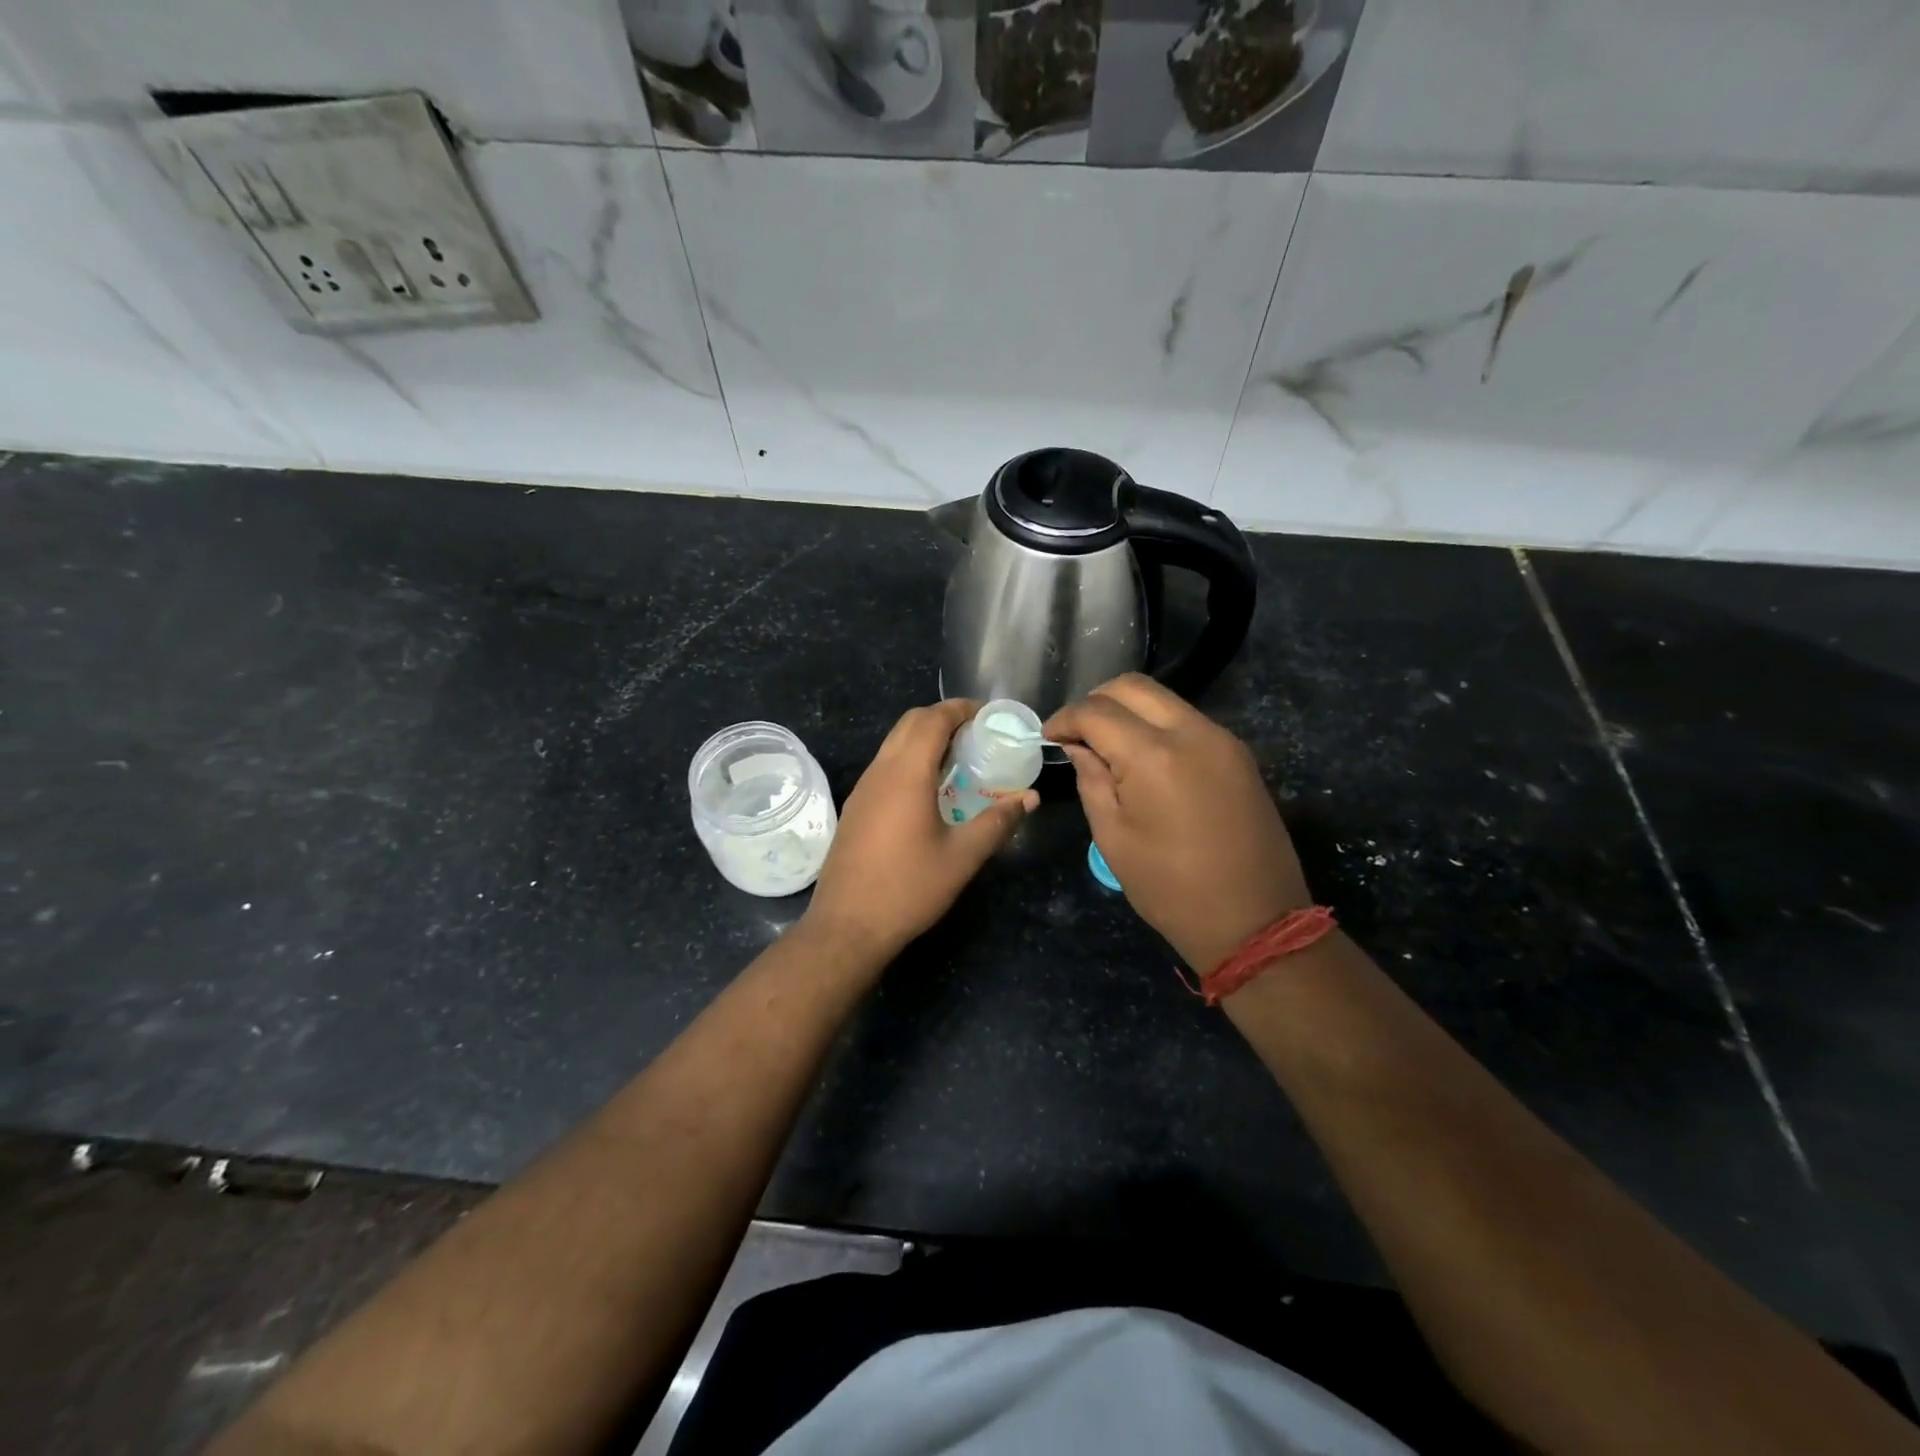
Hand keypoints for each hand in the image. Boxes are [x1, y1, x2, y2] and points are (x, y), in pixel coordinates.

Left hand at [804, 700, 1036, 964]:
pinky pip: (885, 765)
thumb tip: (1029, 798)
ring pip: (893, 743)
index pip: (932, 719)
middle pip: (910, 723)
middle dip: (943, 717)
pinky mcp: (856, 807)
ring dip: (924, 738)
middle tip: (977, 733)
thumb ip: (998, 822)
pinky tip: (930, 788)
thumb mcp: (962, 857)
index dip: (961, 709)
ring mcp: (863, 788)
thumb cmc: (909, 888)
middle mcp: (880, 771)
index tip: (988, 715)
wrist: (847, 926)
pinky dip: (910, 758)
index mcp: (906, 774)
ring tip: (959, 757)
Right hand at [1045, 674, 1310, 973]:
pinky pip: (1187, 721)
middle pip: (1133, 687)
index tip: (1048, 737)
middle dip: (1096, 701)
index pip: (1097, 711)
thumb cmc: (1171, 888)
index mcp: (1154, 756)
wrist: (1256, 920)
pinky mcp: (1238, 754)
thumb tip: (1079, 747)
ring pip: (1164, 699)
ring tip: (1106, 745)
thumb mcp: (1114, 838)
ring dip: (1128, 711)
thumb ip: (1091, 780)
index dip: (1065, 718)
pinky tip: (1143, 757)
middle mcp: (1192, 732)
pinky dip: (1157, 726)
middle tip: (1076, 733)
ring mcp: (1222, 739)